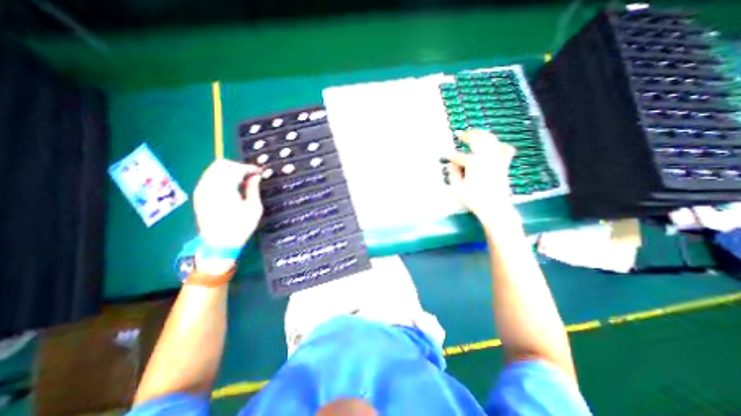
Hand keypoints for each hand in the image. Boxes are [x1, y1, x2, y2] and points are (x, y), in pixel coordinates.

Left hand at [193, 159, 262, 249]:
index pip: (236, 169)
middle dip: (237, 166)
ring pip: (213, 169)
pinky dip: (221, 177)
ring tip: (242, 181)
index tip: (259, 171)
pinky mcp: (198, 195)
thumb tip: (256, 176)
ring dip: (228, 171)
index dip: (249, 168)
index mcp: (224, 188)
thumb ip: (253, 189)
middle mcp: (209, 185)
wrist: (219, 243)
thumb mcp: (254, 208)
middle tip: (250, 175)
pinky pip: (209, 178)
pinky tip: (231, 187)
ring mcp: (201, 189)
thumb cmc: (240, 227)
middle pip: (221, 164)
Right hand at [448, 132, 515, 225]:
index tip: (444, 156)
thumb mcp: (457, 189)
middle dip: (468, 135)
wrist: (494, 208)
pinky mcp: (504, 164)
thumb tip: (451, 164)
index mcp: (473, 163)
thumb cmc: (474, 199)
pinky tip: (496, 145)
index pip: (458, 156)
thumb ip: (453, 174)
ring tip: (477, 132)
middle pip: (477, 139)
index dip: (450, 156)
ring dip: (484, 134)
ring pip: (492, 139)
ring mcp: (497, 159)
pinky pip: (506, 149)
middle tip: (460, 133)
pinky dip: (501, 145)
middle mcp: (486, 157)